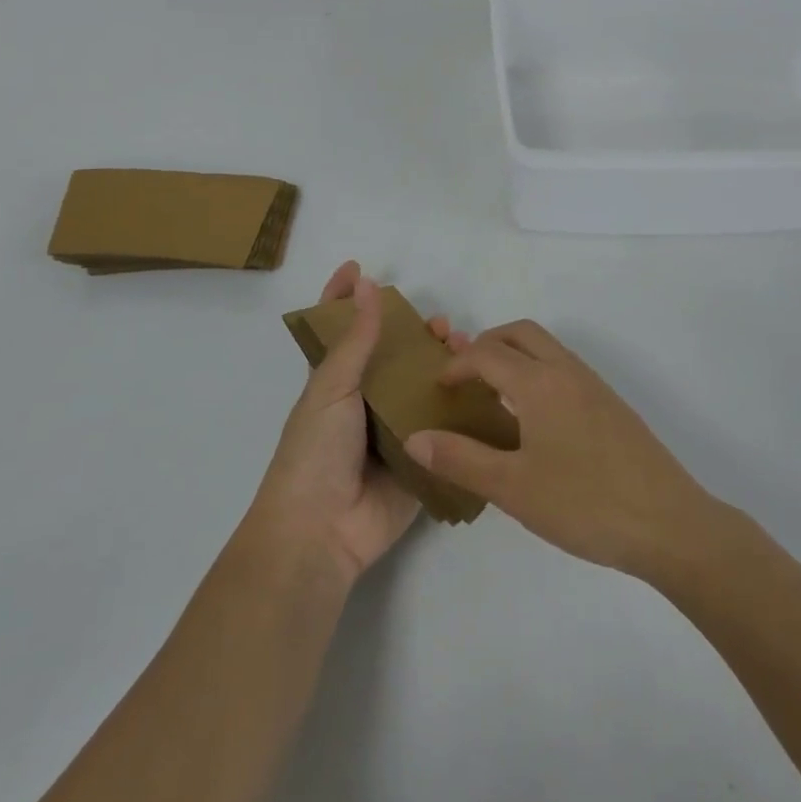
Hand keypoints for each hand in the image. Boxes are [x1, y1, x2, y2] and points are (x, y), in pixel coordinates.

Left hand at [249, 261, 469, 585]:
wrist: (322, 532)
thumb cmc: (316, 451)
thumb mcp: (330, 387)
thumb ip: (356, 339)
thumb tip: (366, 283)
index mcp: (336, 383)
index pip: (341, 330)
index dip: (344, 298)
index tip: (360, 268)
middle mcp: (366, 402)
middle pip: (394, 356)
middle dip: (415, 334)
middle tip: (440, 324)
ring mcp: (394, 432)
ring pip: (422, 387)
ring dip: (443, 365)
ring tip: (465, 348)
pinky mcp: (420, 460)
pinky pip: (443, 428)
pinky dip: (461, 407)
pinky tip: (484, 388)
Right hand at [402, 321, 715, 580]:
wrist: (669, 524)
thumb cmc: (585, 503)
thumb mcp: (513, 488)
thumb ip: (461, 459)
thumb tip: (416, 438)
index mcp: (540, 383)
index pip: (488, 354)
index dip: (457, 365)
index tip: (438, 389)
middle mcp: (567, 371)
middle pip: (521, 333)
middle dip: (488, 344)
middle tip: (465, 376)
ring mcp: (595, 386)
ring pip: (547, 348)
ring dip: (515, 356)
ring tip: (494, 396)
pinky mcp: (612, 405)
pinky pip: (565, 369)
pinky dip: (538, 373)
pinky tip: (534, 421)